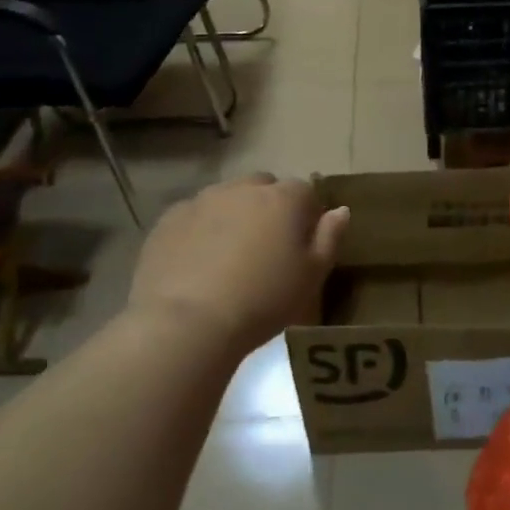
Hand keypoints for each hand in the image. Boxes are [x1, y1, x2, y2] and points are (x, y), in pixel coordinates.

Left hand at [128, 174, 349, 356]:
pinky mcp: (169, 219)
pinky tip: (198, 263)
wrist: (187, 322)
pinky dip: (201, 230)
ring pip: (226, 197)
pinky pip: (194, 216)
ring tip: (229, 256)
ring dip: (234, 215)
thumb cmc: (263, 301)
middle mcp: (242, 189)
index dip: (306, 215)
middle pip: (263, 186)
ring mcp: (202, 200)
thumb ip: (329, 238)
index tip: (302, 245)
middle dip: (269, 206)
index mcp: (283, 199)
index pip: (305, 191)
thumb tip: (340, 210)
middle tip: (266, 247)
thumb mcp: (312, 277)